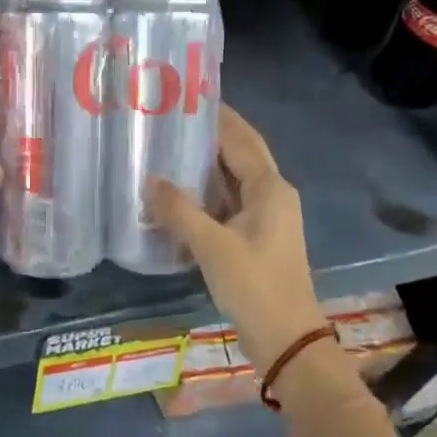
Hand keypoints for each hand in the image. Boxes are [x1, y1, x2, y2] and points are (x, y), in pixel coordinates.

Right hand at [147, 105, 330, 372]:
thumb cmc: (254, 286)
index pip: (241, 139)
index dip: (217, 117)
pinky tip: (177, 196)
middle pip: (239, 155)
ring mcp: (266, 219)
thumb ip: (179, 210)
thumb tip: (149, 180)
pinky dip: (206, 196)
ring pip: (233, 181)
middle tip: (169, 120)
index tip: (186, 96)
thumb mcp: (212, 246)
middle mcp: (272, 195)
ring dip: (205, 167)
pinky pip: (228, 205)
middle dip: (209, 137)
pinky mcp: (256, 239)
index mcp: (269, 188)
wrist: (286, 340)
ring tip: (166, 150)